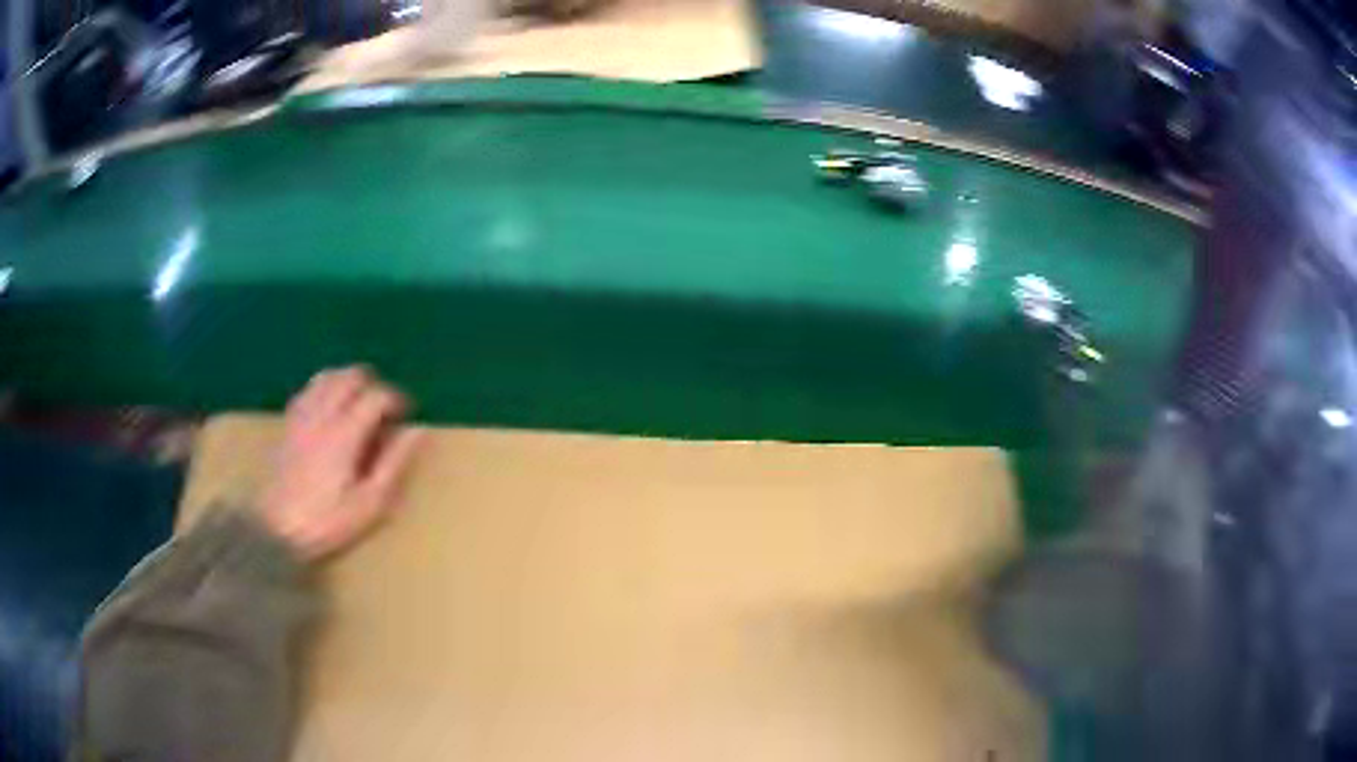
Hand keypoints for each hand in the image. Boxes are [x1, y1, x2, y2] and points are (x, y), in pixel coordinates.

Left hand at [261, 366, 422, 561]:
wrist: (276, 528)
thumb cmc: (327, 521)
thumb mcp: (370, 503)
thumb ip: (394, 463)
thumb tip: (418, 431)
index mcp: (346, 432)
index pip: (376, 396)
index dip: (396, 399)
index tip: (406, 415)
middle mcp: (323, 414)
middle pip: (350, 376)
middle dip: (372, 384)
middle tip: (383, 408)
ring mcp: (302, 415)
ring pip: (327, 376)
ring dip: (347, 381)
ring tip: (358, 403)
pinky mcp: (288, 423)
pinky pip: (308, 389)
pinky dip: (324, 388)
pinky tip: (329, 407)